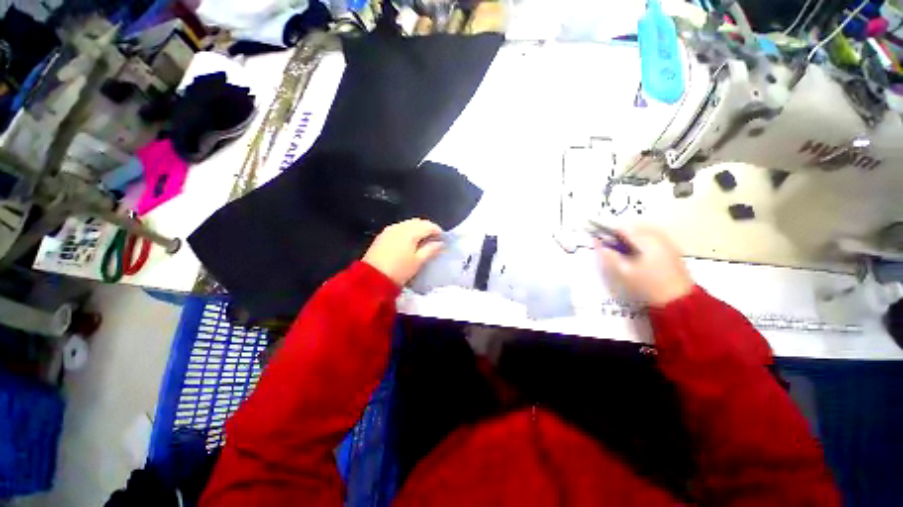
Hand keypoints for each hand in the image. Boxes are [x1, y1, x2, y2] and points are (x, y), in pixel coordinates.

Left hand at [363, 218, 444, 285]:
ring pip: (408, 224)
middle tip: (434, 239)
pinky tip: (409, 241)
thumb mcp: (418, 262)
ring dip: (417, 229)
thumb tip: (441, 243)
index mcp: (410, 232)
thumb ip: (431, 250)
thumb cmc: (399, 271)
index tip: (443, 238)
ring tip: (422, 240)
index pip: (428, 225)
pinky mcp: (383, 235)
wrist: (371, 278)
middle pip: (418, 222)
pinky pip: (399, 228)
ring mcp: (390, 229)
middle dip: (427, 228)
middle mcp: (400, 226)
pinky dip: (407, 231)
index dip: (437, 230)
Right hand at [596, 225, 693, 306]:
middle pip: (633, 228)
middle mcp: (658, 236)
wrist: (679, 301)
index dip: (608, 232)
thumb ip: (608, 255)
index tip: (601, 242)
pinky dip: (641, 244)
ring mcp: (667, 242)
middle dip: (620, 236)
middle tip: (612, 250)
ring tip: (625, 254)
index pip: (622, 227)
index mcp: (645, 240)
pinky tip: (639, 257)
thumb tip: (596, 242)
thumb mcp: (623, 271)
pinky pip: (652, 239)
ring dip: (631, 239)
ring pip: (643, 233)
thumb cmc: (647, 285)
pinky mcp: (672, 250)